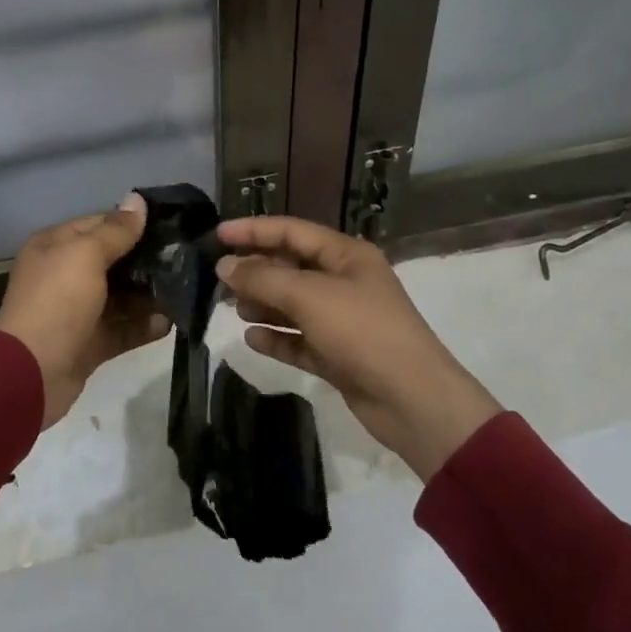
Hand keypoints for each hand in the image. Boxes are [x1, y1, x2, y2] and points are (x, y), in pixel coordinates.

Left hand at [0, 194, 171, 427]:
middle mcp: (63, 275)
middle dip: (145, 260)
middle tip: (185, 258)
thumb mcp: (85, 256)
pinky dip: (143, 326)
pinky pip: (121, 329)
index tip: (170, 224)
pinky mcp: (88, 343)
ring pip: (119, 297)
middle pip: (111, 261)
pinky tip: (170, 322)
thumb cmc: (57, 302)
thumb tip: (138, 200)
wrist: (30, 374)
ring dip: (148, 294)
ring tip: (184, 289)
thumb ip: (116, 231)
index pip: (98, 224)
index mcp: (55, 247)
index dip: (132, 223)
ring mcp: (76, 312)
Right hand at [214, 215, 501, 480]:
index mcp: (346, 256)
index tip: (217, 234)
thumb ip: (262, 278)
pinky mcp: (338, 355)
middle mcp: (344, 282)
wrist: (413, 401)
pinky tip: (252, 339)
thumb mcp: (309, 296)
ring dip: (264, 305)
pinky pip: (299, 340)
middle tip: (219, 280)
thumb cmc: (362, 332)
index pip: (292, 231)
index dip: (254, 230)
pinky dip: (277, 338)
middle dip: (256, 271)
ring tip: (235, 309)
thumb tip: (225, 265)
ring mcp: (342, 320)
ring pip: (293, 305)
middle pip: (291, 267)